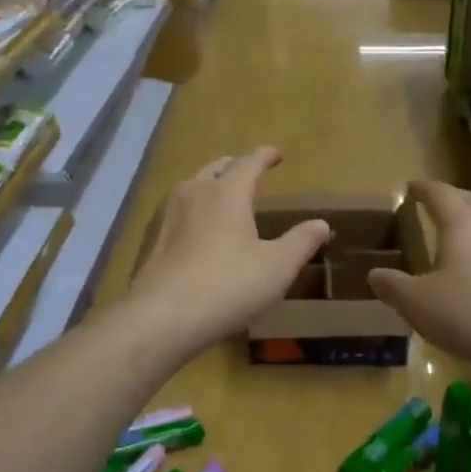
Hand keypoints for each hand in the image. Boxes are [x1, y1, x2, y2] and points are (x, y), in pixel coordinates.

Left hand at [126, 147, 330, 352]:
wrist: (161, 317)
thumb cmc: (227, 287)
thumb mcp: (276, 268)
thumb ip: (301, 242)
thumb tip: (321, 223)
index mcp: (227, 192)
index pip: (249, 162)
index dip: (265, 156)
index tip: (276, 154)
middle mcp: (193, 191)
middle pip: (216, 168)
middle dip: (235, 167)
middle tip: (249, 173)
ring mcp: (165, 212)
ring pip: (191, 187)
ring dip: (210, 187)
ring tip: (222, 200)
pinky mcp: (149, 236)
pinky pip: (175, 212)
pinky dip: (192, 211)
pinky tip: (195, 232)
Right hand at [367, 181, 470, 374]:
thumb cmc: (470, 314)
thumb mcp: (417, 304)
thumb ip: (392, 286)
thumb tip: (376, 273)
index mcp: (462, 223)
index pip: (440, 193)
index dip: (423, 189)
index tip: (411, 188)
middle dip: (453, 199)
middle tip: (436, 204)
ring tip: (465, 233)